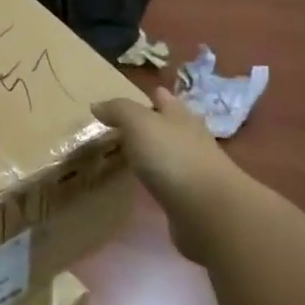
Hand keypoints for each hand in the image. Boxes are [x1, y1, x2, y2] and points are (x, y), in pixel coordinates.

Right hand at [93, 86, 239, 235]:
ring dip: (155, 152)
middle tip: (129, 125)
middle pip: (172, 126)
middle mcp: (190, 140)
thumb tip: (97, 105)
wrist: (208, 211)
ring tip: (131, 153)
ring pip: (170, 153)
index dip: (155, 96)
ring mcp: (193, 170)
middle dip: (156, 123)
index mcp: (180, 117)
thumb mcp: (139, 123)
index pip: (166, 100)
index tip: (142, 93)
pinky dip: (156, 179)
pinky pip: (168, 181)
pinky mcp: (190, 198)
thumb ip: (118, 111)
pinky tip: (143, 182)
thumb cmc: (172, 157)